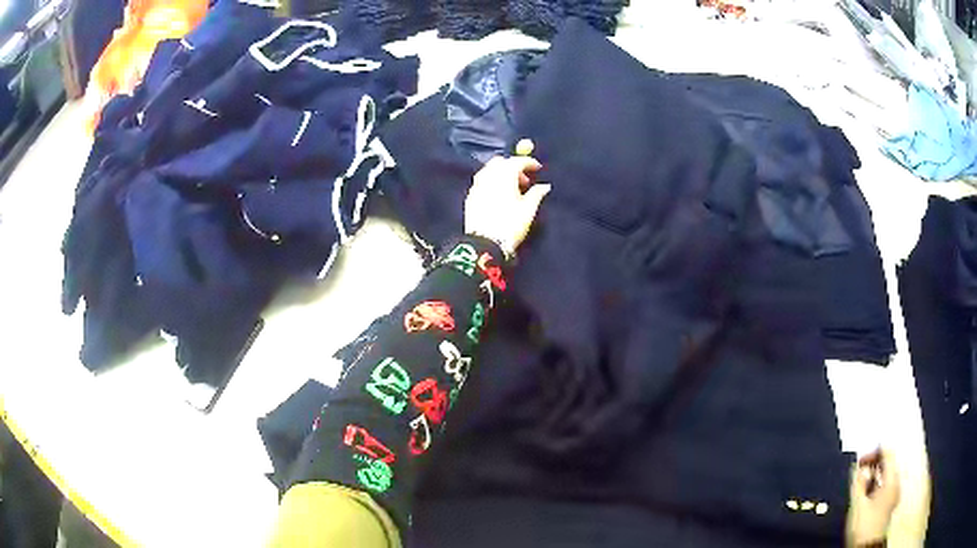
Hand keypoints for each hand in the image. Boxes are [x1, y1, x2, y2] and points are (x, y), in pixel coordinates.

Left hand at [465, 155, 550, 258]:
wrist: (486, 243)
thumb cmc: (511, 225)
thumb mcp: (528, 209)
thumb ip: (536, 193)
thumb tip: (544, 186)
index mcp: (504, 176)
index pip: (517, 161)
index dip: (529, 162)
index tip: (537, 168)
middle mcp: (488, 176)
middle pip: (500, 162)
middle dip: (512, 166)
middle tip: (523, 180)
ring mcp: (476, 186)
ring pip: (488, 170)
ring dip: (500, 173)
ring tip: (510, 188)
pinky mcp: (470, 197)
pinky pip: (481, 182)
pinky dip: (490, 182)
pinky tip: (497, 194)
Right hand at [846, 448, 900, 546]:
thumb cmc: (863, 525)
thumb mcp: (858, 504)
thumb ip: (859, 482)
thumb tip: (858, 467)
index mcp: (892, 480)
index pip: (888, 453)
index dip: (875, 451)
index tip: (860, 458)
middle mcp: (896, 483)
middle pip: (888, 463)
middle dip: (874, 463)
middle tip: (859, 468)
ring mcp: (893, 494)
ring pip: (886, 475)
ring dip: (874, 474)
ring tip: (860, 480)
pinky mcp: (888, 503)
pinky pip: (884, 485)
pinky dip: (875, 483)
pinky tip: (866, 491)